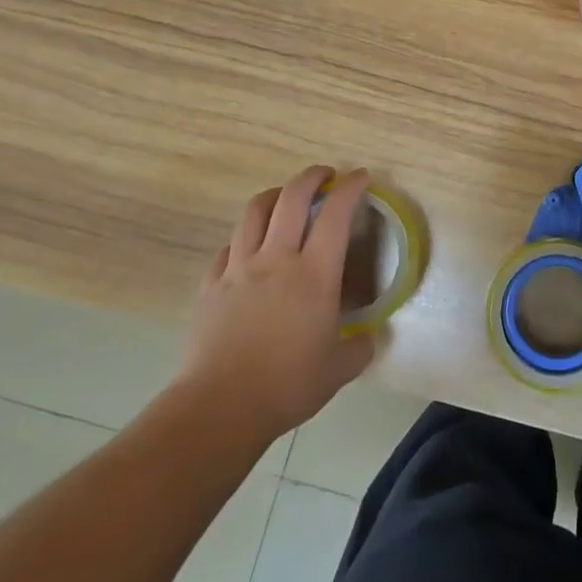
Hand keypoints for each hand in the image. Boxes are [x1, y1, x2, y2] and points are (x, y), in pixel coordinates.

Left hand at [179, 166, 376, 441]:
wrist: (220, 406)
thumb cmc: (287, 385)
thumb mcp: (339, 370)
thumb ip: (360, 348)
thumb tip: (370, 338)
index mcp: (314, 274)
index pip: (336, 214)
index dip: (351, 188)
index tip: (361, 177)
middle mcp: (276, 259)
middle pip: (292, 197)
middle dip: (312, 177)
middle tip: (326, 175)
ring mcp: (238, 268)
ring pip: (254, 211)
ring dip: (275, 195)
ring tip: (286, 197)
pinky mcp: (211, 284)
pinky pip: (229, 246)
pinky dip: (245, 236)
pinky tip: (250, 247)